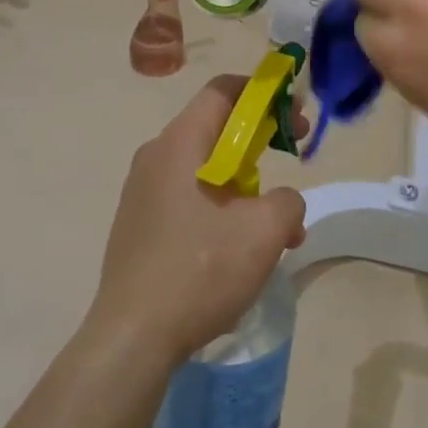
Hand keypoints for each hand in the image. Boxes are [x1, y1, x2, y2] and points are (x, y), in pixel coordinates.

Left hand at [90, 75, 307, 364]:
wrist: (132, 337)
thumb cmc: (199, 271)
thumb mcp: (263, 231)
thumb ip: (287, 201)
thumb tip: (282, 203)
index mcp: (180, 143)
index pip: (223, 90)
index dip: (264, 93)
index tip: (295, 114)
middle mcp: (155, 156)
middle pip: (215, 127)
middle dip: (260, 139)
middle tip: (292, 156)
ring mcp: (142, 191)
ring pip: (205, 167)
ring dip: (245, 182)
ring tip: (276, 225)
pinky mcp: (138, 223)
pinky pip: (187, 196)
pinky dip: (220, 205)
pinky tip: (240, 248)